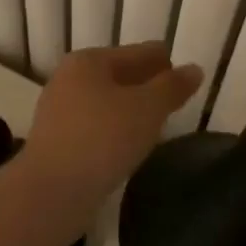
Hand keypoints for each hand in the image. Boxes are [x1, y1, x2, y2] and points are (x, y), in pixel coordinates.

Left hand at [24, 43, 201, 194]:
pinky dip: (114, 129)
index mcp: (89, 61)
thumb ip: (172, 87)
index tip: (185, 76)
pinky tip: (129, 144)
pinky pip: (95, 126)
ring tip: (157, 123)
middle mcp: (69, 78)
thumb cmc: (102, 139)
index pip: (137, 52)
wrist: (51, 192)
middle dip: (146, 85)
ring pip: (106, 101)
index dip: (164, 62)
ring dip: (130, 109)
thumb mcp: (147, 109)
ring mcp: (59, 110)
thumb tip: (194, 69)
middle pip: (119, 75)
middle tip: (175, 100)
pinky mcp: (56, 141)